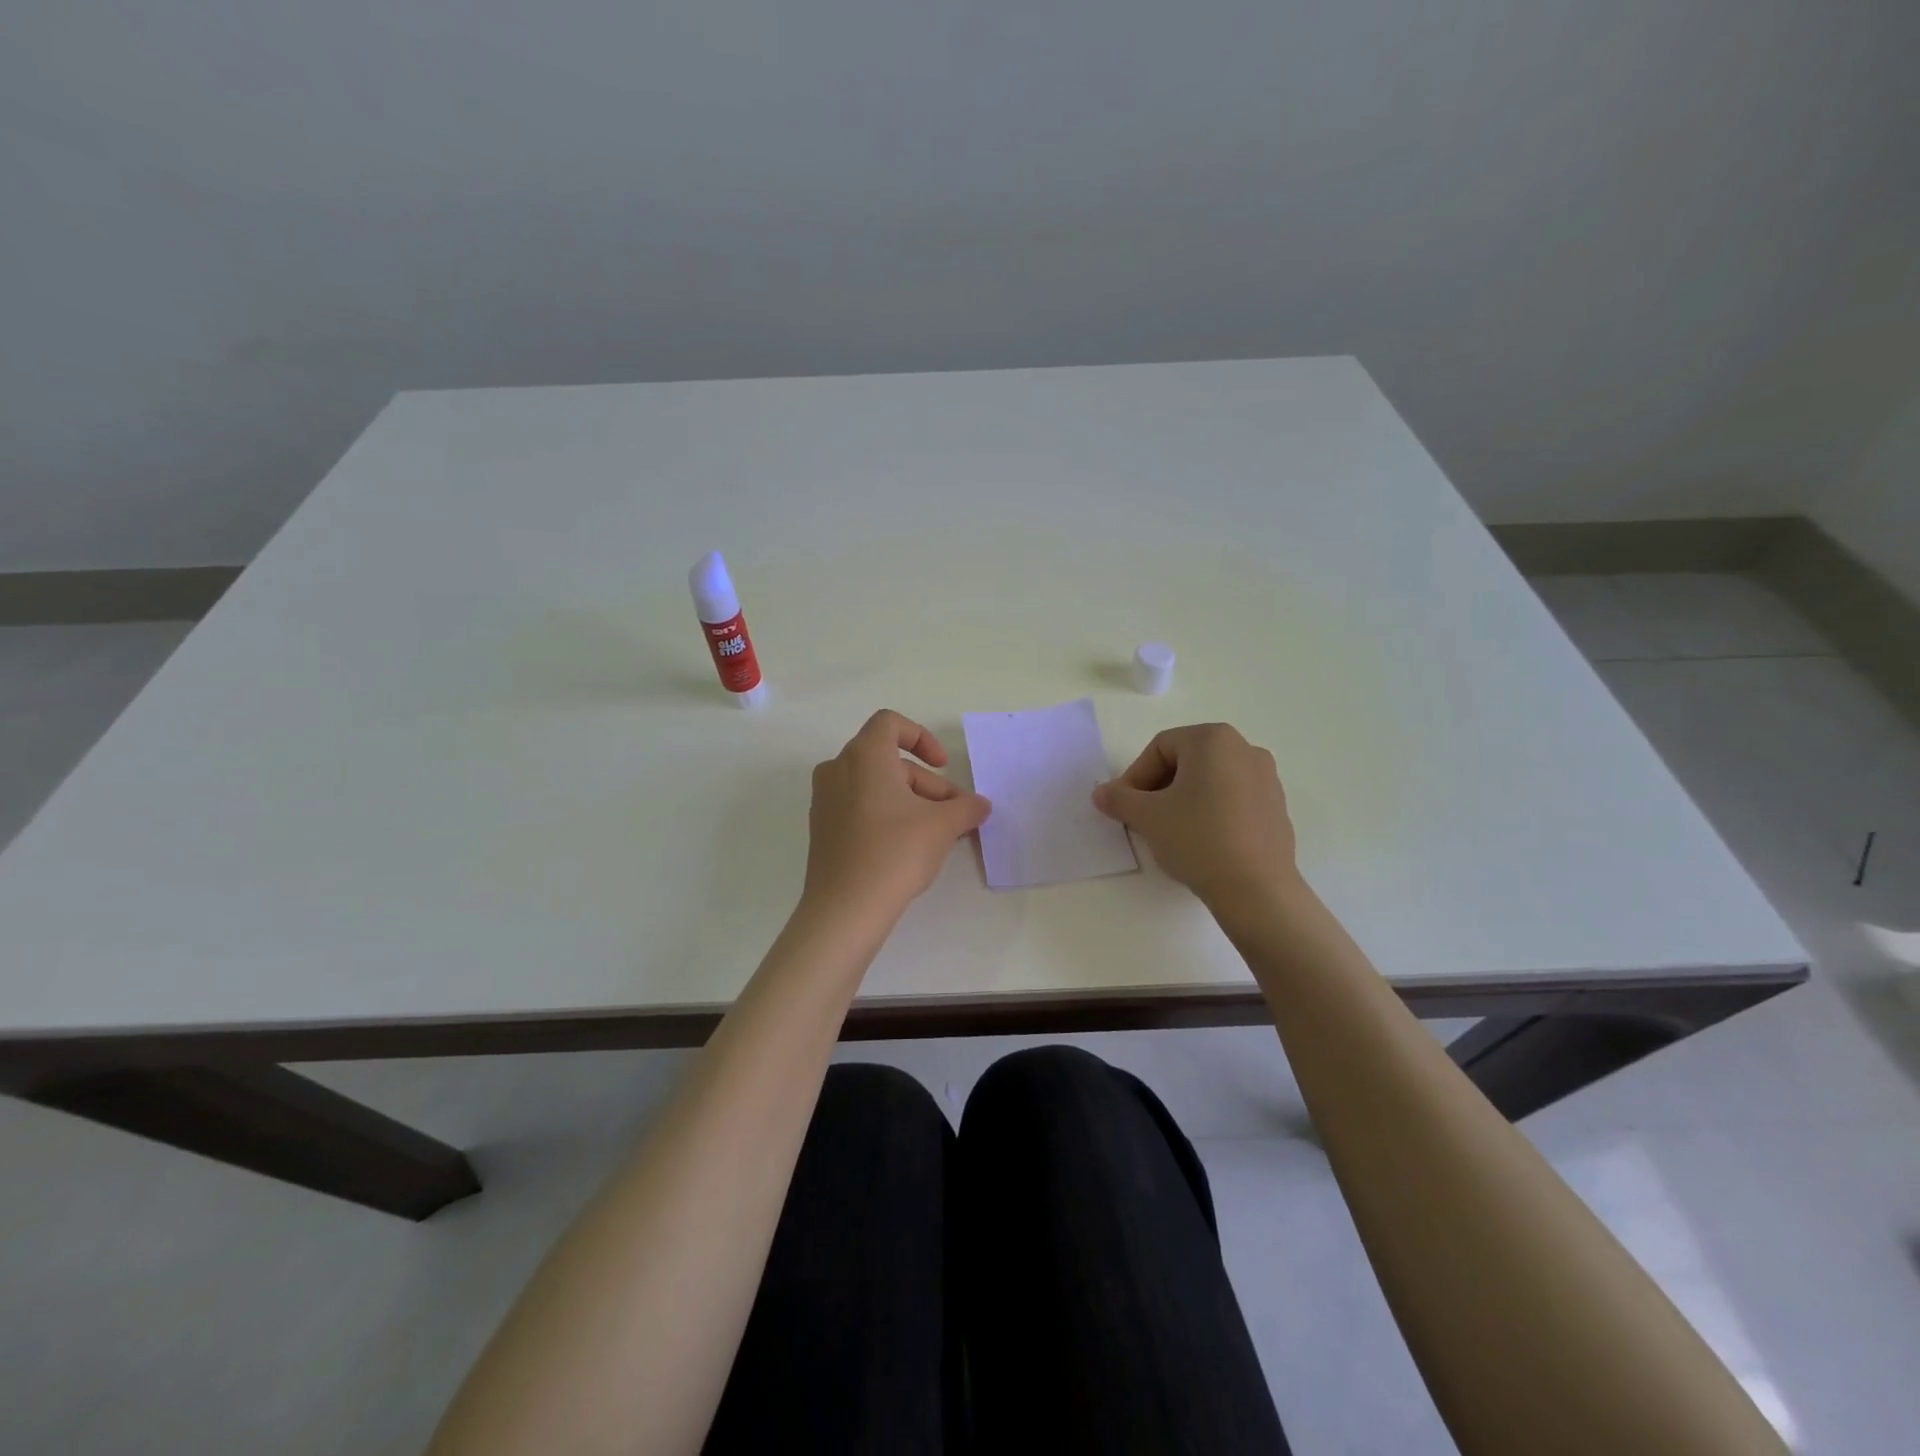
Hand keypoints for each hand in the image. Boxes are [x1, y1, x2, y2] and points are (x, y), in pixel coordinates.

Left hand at [801, 710, 991, 927]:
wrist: (844, 909)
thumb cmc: (894, 853)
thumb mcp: (942, 826)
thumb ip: (966, 807)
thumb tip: (981, 805)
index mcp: (863, 756)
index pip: (890, 723)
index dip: (922, 737)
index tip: (943, 766)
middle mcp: (837, 770)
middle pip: (889, 760)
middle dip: (927, 783)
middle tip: (954, 814)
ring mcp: (824, 800)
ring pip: (875, 786)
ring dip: (910, 801)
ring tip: (938, 835)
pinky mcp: (822, 829)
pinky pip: (859, 806)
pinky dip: (887, 815)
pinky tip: (909, 847)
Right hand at [1092, 722, 1297, 904]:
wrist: (1256, 889)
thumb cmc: (1198, 839)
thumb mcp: (1147, 817)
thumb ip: (1118, 799)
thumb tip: (1101, 793)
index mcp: (1213, 739)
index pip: (1160, 748)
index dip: (1135, 776)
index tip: (1125, 807)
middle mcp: (1244, 748)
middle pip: (1186, 761)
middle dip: (1159, 787)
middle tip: (1144, 818)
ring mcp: (1266, 778)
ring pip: (1209, 780)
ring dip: (1183, 800)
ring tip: (1171, 832)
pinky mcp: (1276, 806)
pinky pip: (1232, 799)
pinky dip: (1211, 812)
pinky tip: (1202, 842)